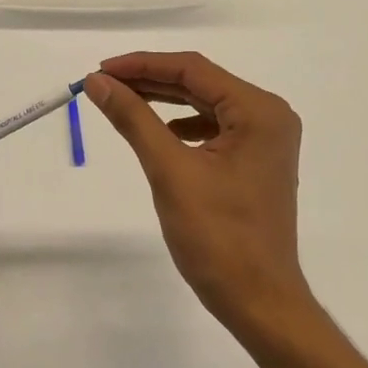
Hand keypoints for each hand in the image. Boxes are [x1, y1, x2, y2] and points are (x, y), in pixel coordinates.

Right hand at [85, 52, 313, 344]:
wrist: (260, 302)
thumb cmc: (218, 237)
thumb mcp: (170, 171)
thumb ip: (134, 119)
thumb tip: (98, 82)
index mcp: (259, 111)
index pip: (193, 70)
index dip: (143, 65)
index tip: (101, 69)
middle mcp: (269, 116)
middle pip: (201, 84)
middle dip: (151, 81)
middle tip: (104, 83)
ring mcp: (267, 140)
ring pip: (206, 105)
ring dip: (164, 101)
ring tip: (122, 101)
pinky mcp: (257, 161)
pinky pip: (216, 129)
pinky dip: (183, 125)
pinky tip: (160, 132)